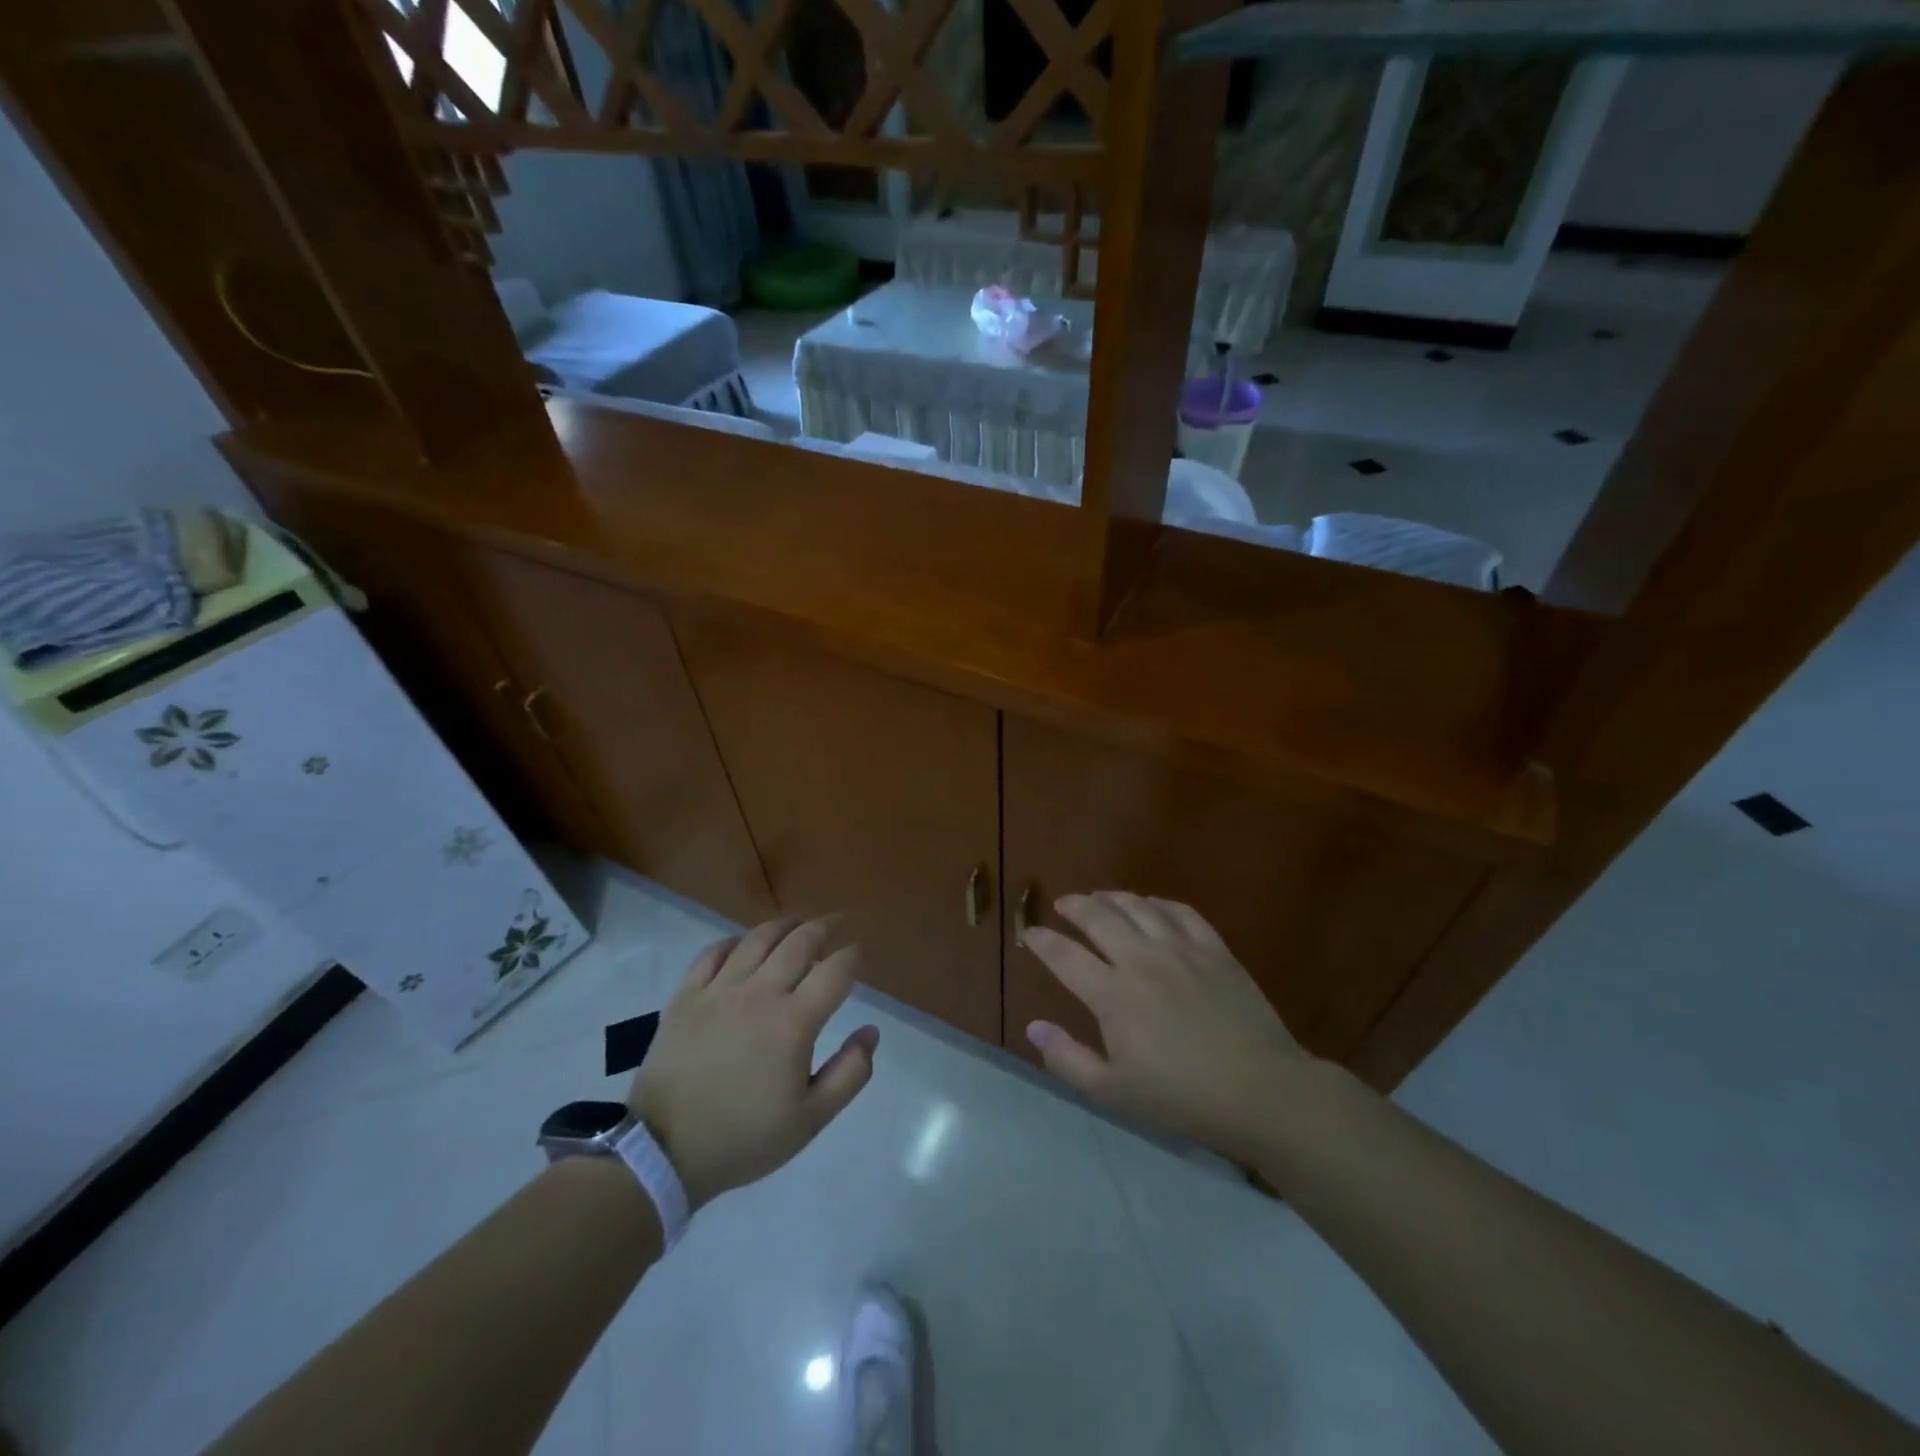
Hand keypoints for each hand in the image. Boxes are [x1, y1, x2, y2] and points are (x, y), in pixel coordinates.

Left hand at [628, 917, 878, 1209]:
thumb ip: (850, 1073)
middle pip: (800, 941)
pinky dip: (735, 941)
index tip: (863, 954)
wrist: (664, 1152)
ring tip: (797, 926)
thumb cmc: (744, 1137)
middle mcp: (760, 993)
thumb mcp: (810, 1119)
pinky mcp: (686, 995)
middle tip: (837, 925)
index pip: (836, 970)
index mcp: (794, 1021)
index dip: (855, 956)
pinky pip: (713, 952)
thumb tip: (871, 1032)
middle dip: (825, 928)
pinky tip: (744, 945)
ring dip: (784, 925)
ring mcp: (719, 989)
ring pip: (758, 938)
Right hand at [1023, 892, 1313, 1163]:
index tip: (1029, 933)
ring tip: (1100, 897)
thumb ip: (1067, 1059)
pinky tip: (1152, 905)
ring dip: (1112, 898)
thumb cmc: (1181, 1098)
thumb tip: (1033, 1027)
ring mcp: (1180, 949)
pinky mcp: (1214, 949)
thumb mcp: (1113, 1092)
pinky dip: (1159, 903)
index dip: (1042, 941)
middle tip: (1062, 904)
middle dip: (1074, 906)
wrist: (1261, 1091)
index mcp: (1112, 994)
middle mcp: (1141, 960)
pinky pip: (1181, 912)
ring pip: (1138, 907)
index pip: (1064, 955)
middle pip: (1098, 917)